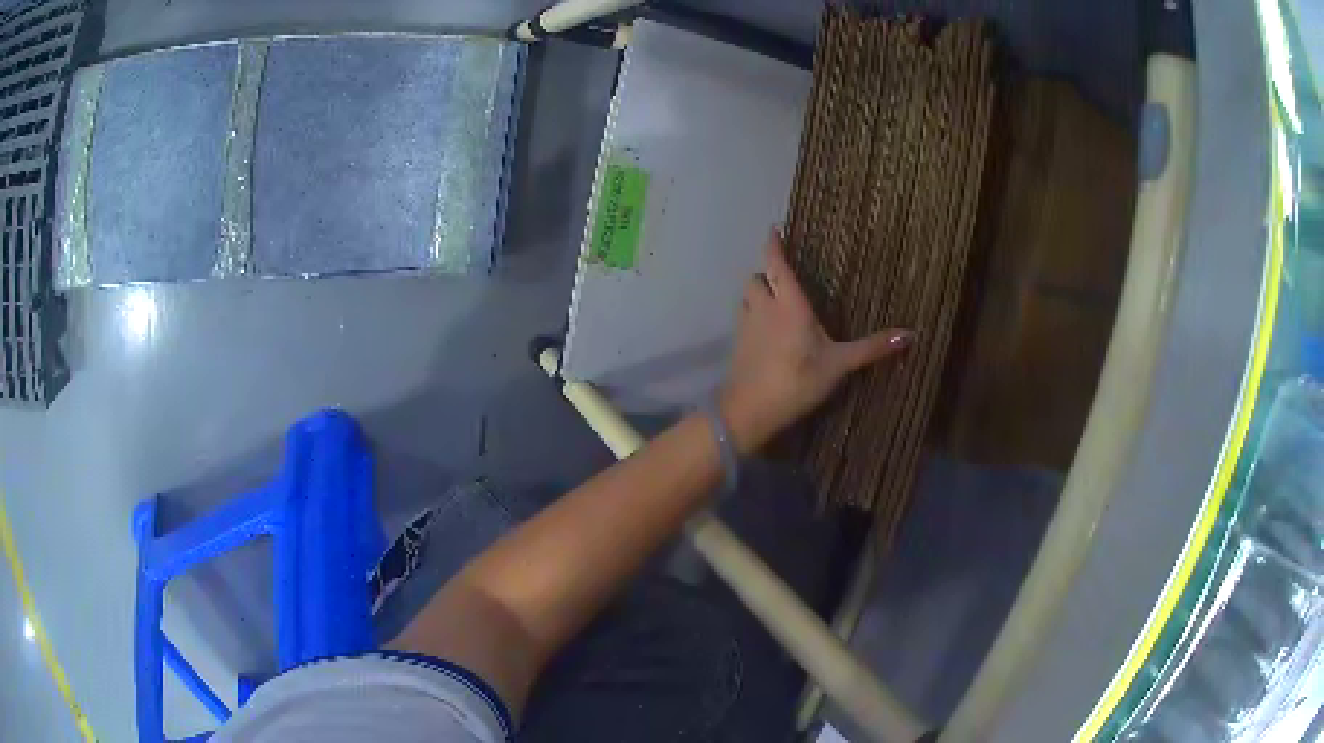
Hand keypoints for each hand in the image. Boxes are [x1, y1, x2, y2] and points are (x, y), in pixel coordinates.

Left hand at [719, 230, 912, 452]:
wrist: (750, 411)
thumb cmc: (797, 381)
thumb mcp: (839, 365)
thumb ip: (872, 348)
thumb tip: (911, 334)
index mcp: (788, 304)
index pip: (776, 264)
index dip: (773, 244)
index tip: (774, 229)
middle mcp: (763, 307)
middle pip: (756, 277)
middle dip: (768, 273)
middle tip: (785, 278)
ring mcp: (746, 325)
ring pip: (747, 297)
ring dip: (758, 294)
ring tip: (776, 302)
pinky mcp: (737, 343)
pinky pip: (743, 318)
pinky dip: (753, 315)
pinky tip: (767, 332)